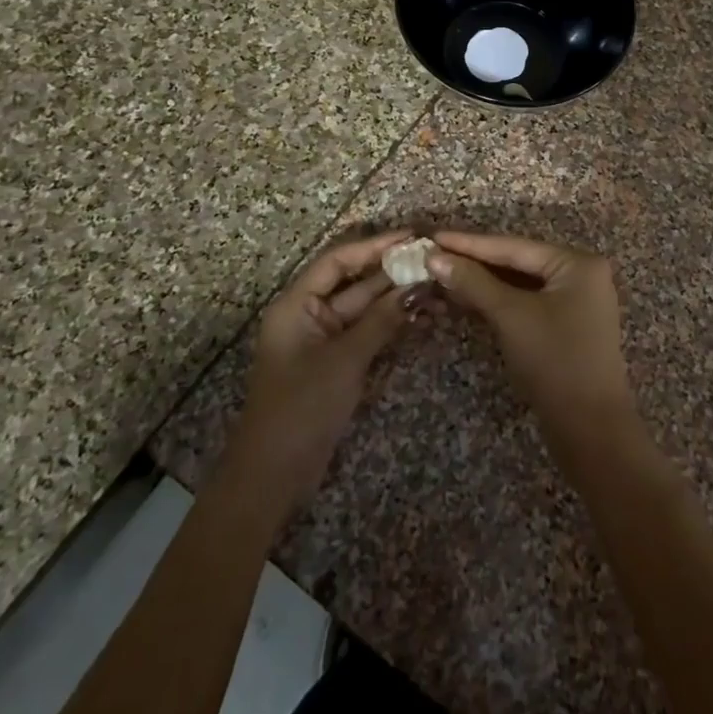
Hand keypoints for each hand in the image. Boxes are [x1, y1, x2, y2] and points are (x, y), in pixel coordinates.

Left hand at [224, 231, 413, 526]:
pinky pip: (368, 333)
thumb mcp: (344, 360)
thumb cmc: (301, 408)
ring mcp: (325, 340)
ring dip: (398, 298)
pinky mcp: (338, 363)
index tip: (412, 237)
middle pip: (355, 282)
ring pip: (366, 309)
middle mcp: (310, 314)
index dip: (374, 246)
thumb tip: (418, 287)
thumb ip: (381, 321)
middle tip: (434, 261)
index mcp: (297, 304)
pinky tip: (424, 316)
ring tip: (438, 288)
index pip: (338, 260)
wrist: (274, 475)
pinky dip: (392, 324)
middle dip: (393, 273)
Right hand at [427, 231, 640, 463]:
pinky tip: (467, 297)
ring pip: (521, 283)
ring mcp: (576, 301)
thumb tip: (435, 258)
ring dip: (483, 282)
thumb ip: (474, 283)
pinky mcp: (566, 325)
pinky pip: (527, 302)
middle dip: (475, 261)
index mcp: (577, 263)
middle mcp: (581, 274)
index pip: (514, 246)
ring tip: (442, 273)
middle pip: (518, 261)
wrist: (590, 429)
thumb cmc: (554, 361)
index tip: (433, 236)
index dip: (470, 243)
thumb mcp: (511, 316)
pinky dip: (498, 300)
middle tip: (433, 254)